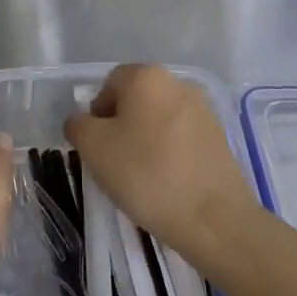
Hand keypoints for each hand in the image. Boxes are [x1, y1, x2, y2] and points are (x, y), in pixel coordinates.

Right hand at [63, 63, 253, 252]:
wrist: (212, 218)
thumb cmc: (145, 173)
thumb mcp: (93, 148)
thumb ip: (78, 125)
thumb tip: (81, 122)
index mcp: (147, 77)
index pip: (109, 83)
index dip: (96, 113)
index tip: (96, 145)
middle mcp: (178, 84)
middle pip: (136, 100)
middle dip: (120, 126)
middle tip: (113, 161)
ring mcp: (204, 111)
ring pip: (158, 120)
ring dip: (144, 140)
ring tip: (140, 176)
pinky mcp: (219, 139)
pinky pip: (181, 139)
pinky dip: (168, 154)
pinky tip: (165, 183)